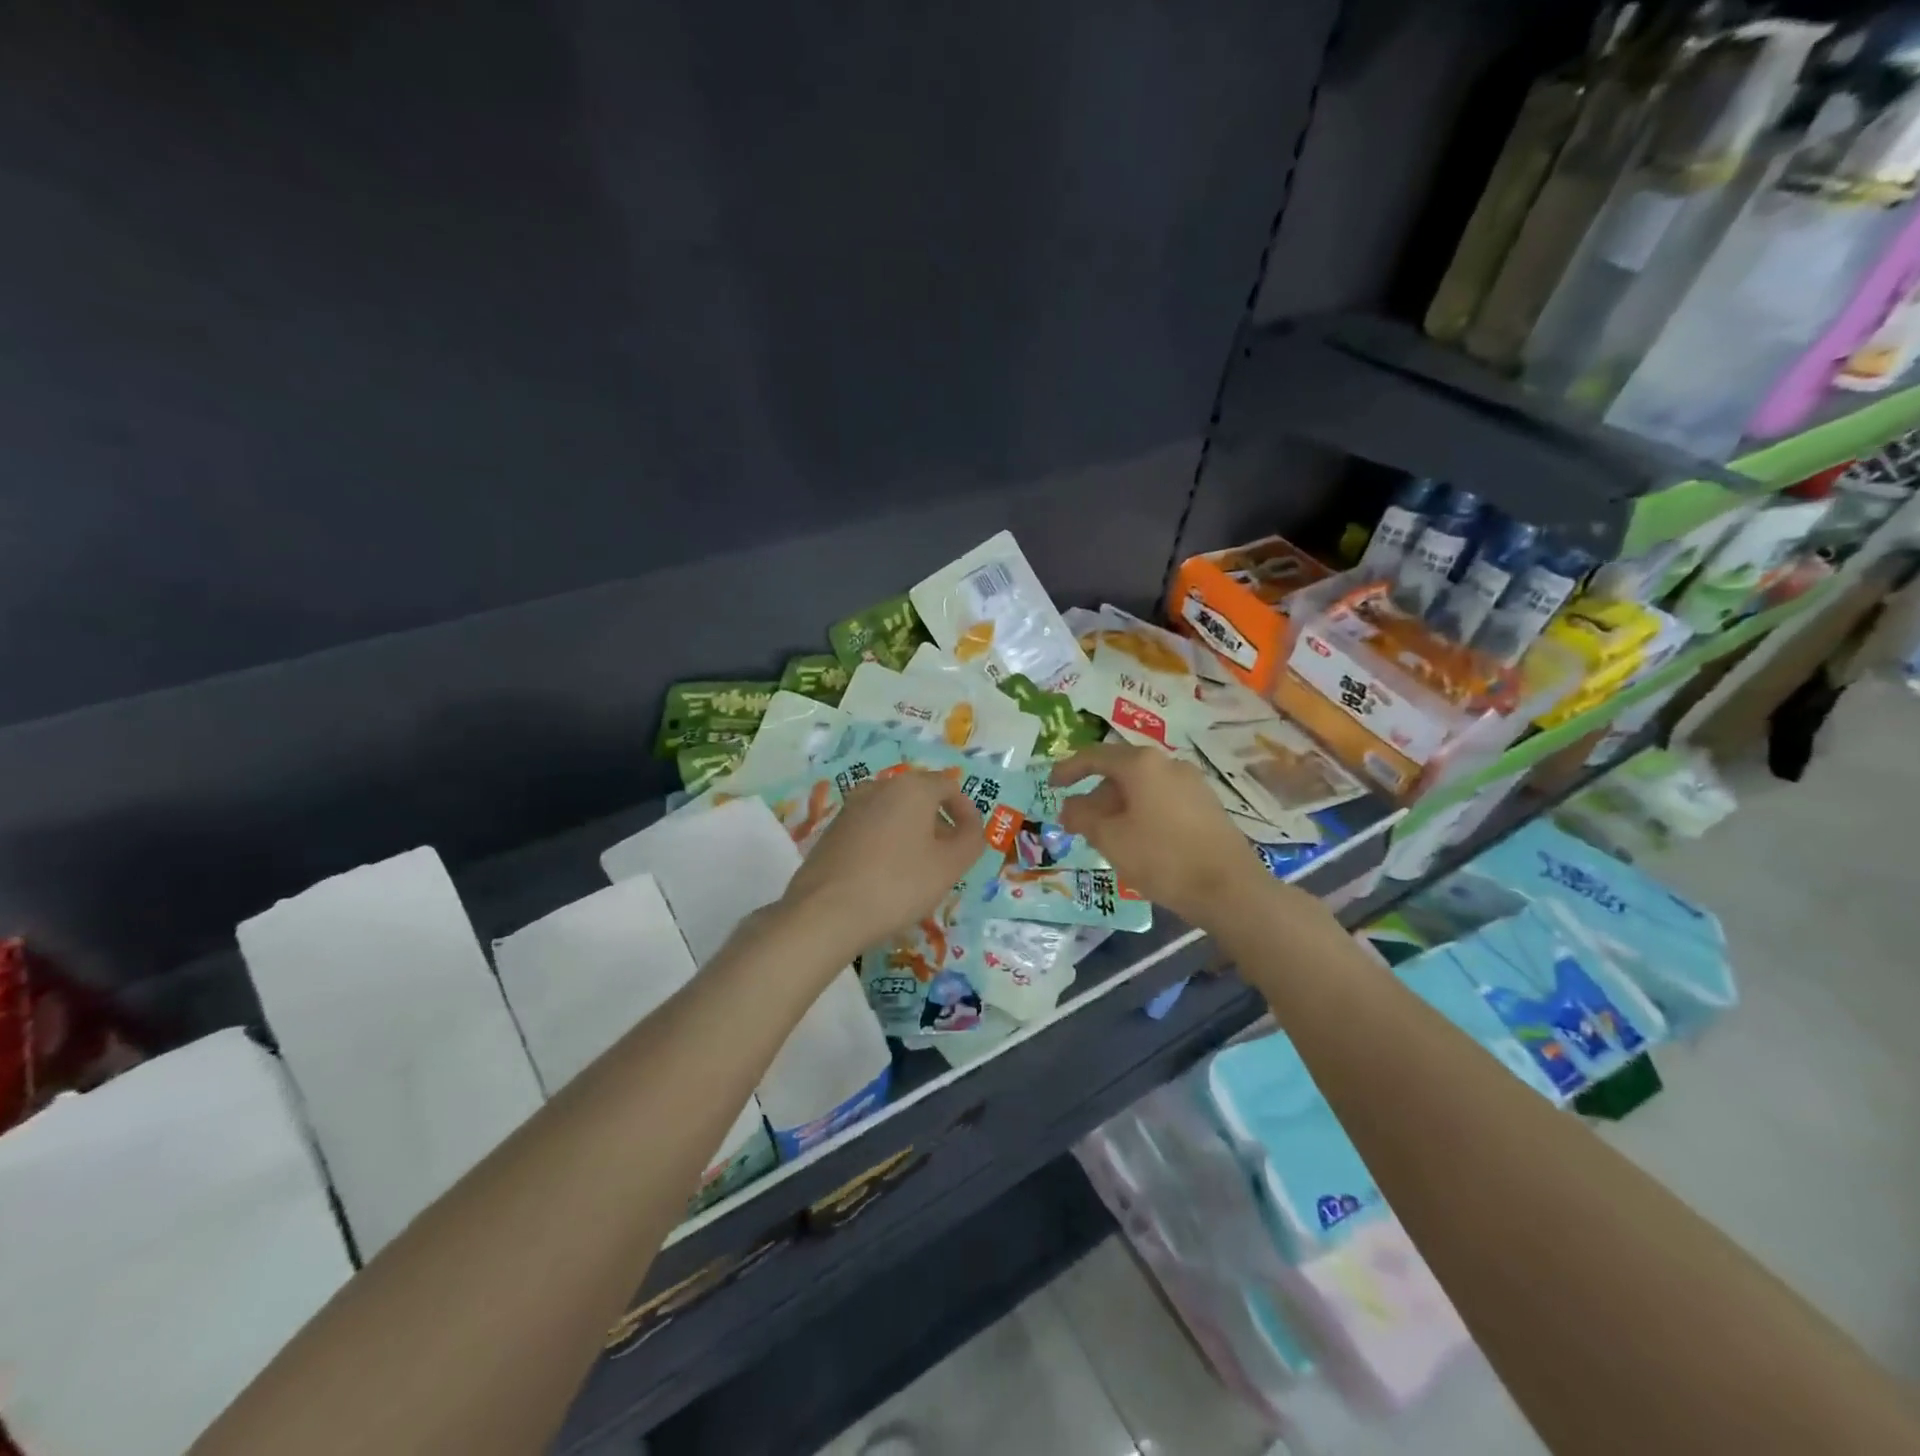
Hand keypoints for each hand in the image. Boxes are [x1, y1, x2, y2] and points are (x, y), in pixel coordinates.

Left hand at [779, 770, 984, 959]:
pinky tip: (885, 877)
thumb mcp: (949, 866)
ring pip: (893, 813)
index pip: (949, 786)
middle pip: (919, 797)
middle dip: (938, 824)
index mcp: (912, 787)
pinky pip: (870, 829)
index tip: (971, 841)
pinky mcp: (831, 831)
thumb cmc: (898, 884)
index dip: (966, 812)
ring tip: (917, 871)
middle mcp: (879, 787)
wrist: (826, 912)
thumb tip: (971, 828)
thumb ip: (971, 841)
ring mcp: (850, 807)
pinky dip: (886, 844)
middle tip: (947, 859)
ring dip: (911, 834)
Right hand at [1052, 742, 1270, 926]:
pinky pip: (1162, 800)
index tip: (1051, 785)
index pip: (1094, 756)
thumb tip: (1068, 807)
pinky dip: (1141, 813)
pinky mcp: (1206, 805)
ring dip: (1117, 807)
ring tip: (1105, 838)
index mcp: (1142, 765)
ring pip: (1142, 788)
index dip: (1068, 769)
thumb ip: (1082, 817)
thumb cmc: (1161, 858)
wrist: (1229, 889)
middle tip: (1077, 824)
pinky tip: (1137, 842)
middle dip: (1094, 796)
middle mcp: (1168, 764)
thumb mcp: (1110, 839)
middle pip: (1120, 772)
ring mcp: (1192, 783)